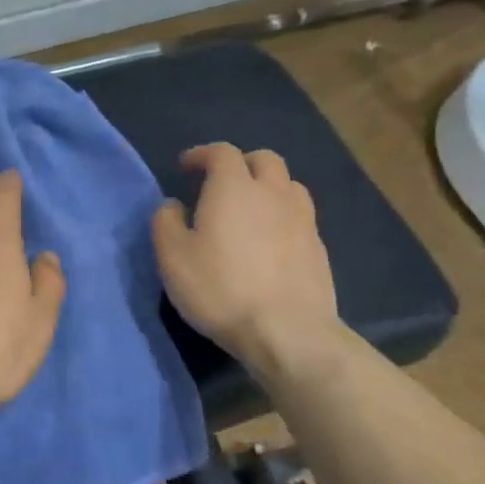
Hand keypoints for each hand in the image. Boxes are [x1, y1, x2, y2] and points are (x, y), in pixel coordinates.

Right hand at [150, 144, 341, 380]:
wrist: (286, 331)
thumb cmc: (220, 288)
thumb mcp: (172, 256)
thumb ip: (166, 222)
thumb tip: (174, 205)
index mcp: (234, 187)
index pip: (221, 152)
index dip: (202, 154)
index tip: (186, 167)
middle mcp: (272, 193)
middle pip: (264, 159)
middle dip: (240, 163)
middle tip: (220, 183)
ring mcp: (302, 219)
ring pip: (288, 185)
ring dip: (267, 187)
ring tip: (250, 209)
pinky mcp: (318, 247)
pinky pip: (300, 215)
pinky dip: (282, 215)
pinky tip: (270, 240)